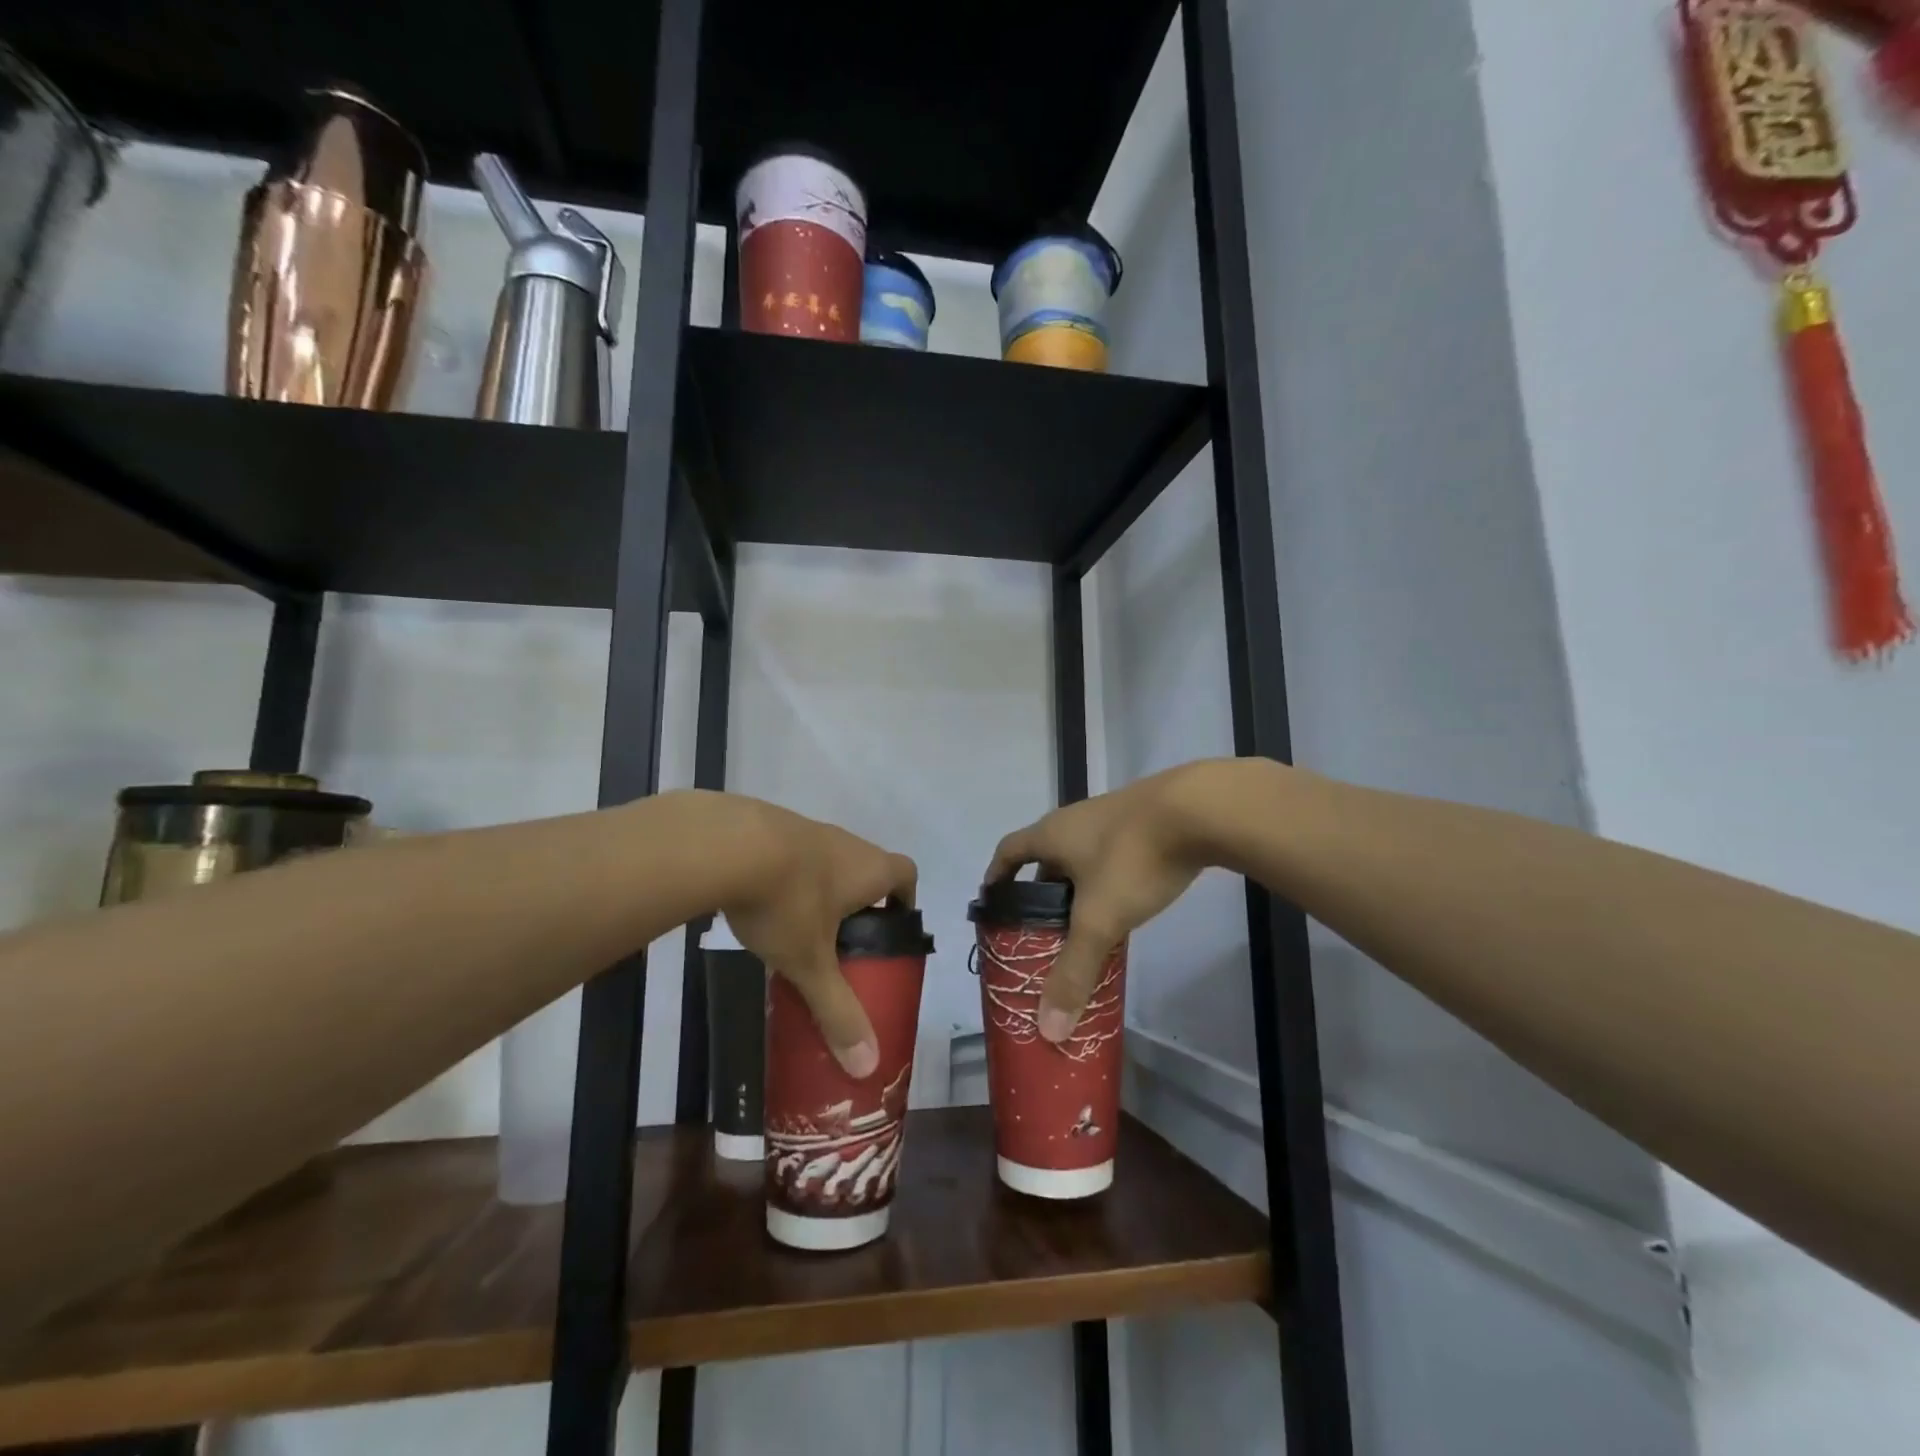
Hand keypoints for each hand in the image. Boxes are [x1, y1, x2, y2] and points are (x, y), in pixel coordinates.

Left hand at [713, 796, 917, 1077]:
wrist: (726, 844)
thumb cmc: (787, 901)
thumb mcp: (811, 962)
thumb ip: (837, 1010)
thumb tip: (867, 1067)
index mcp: (869, 869)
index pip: (906, 874)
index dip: (905, 900)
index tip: (889, 930)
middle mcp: (846, 843)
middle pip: (866, 868)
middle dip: (859, 903)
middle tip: (841, 943)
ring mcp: (806, 829)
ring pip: (826, 860)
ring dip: (819, 889)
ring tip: (797, 929)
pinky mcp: (768, 825)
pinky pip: (790, 854)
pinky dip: (784, 877)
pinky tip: (759, 904)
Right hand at [984, 762, 1225, 1043]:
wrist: (1199, 809)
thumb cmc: (1133, 859)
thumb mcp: (1100, 920)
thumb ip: (1074, 972)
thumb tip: (1048, 1029)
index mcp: (1051, 834)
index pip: (1008, 851)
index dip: (996, 877)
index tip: (993, 903)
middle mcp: (1075, 820)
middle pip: (1046, 857)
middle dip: (1041, 893)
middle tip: (1043, 931)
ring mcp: (1112, 816)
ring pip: (1082, 856)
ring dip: (1078, 888)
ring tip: (1085, 925)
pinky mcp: (1145, 820)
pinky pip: (1113, 854)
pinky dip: (1109, 880)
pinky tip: (1127, 903)